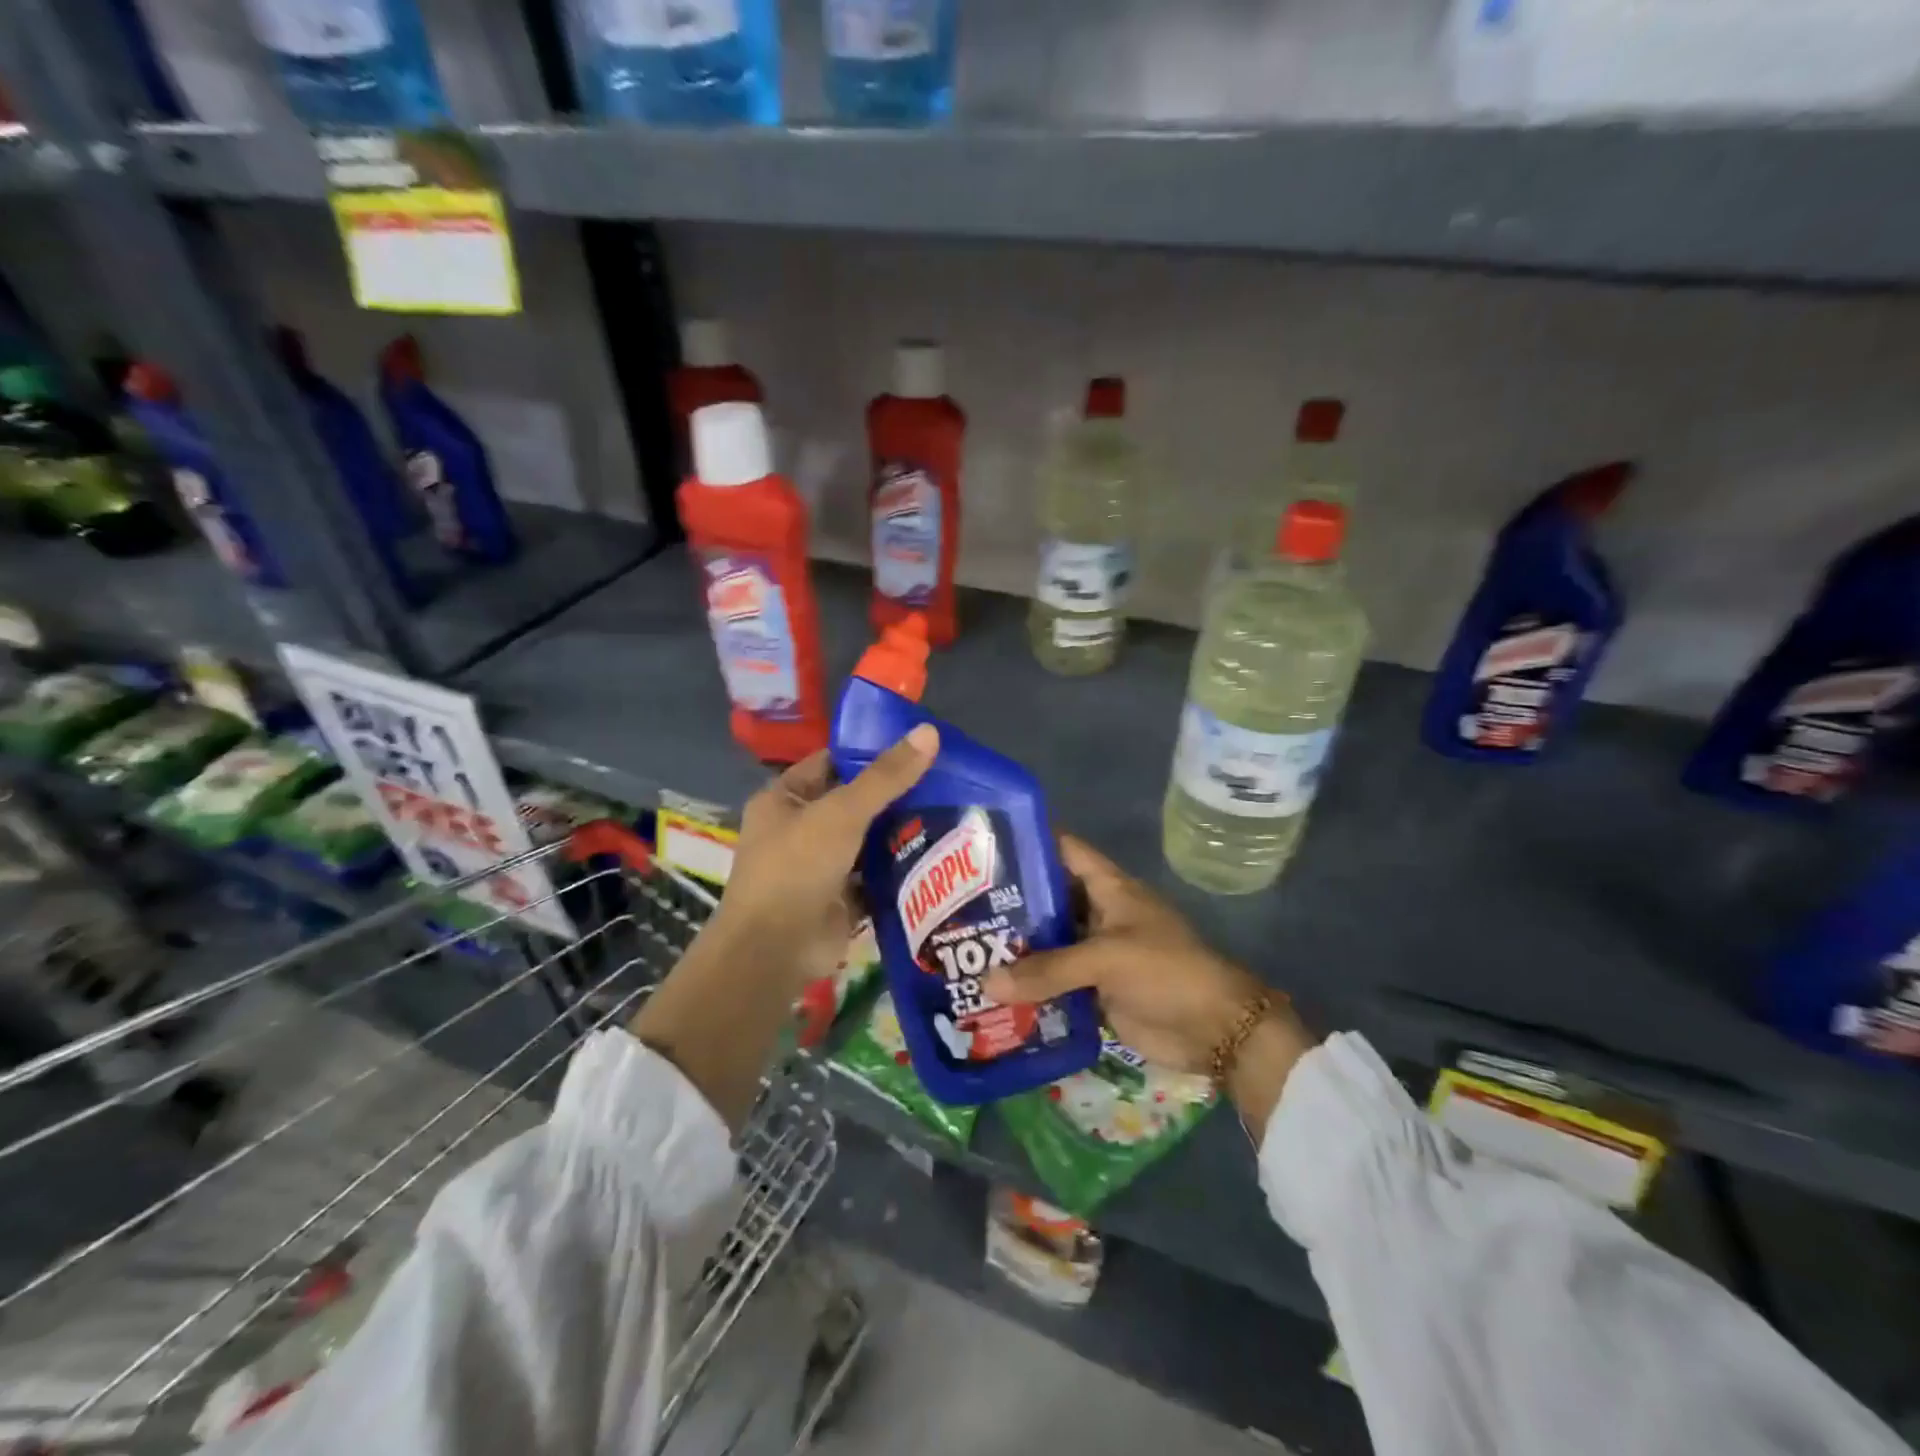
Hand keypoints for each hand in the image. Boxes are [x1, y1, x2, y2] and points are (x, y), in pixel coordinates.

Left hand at [709, 725, 938, 990]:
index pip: (832, 763)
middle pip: (855, 803)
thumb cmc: (797, 868)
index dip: (871, 753)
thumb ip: (886, 777)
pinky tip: (940, 856)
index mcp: (784, 799)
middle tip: (946, 781)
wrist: (775, 951)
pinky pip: (876, 876)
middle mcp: (799, 829)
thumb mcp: (842, 813)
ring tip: (952, 812)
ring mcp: (820, 867)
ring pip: (868, 841)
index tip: (917, 747)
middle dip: (895, 796)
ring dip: (901, 832)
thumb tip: (929, 732)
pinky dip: (900, 869)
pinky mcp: (840, 899)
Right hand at [982, 834, 1314, 1136]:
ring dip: (1017, 948)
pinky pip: (1055, 982)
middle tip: (959, 906)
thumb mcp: (1107, 958)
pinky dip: (1030, 986)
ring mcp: (1096, 953)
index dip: (1030, 841)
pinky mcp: (1095, 990)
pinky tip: (993, 990)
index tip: (985, 844)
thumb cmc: (1166, 972)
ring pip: (1049, 943)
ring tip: (965, 948)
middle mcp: (1098, 913)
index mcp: (1108, 888)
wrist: (1216, 1030)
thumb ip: (1048, 970)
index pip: (1065, 850)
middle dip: (1011, 902)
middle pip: (1049, 898)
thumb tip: (987, 984)